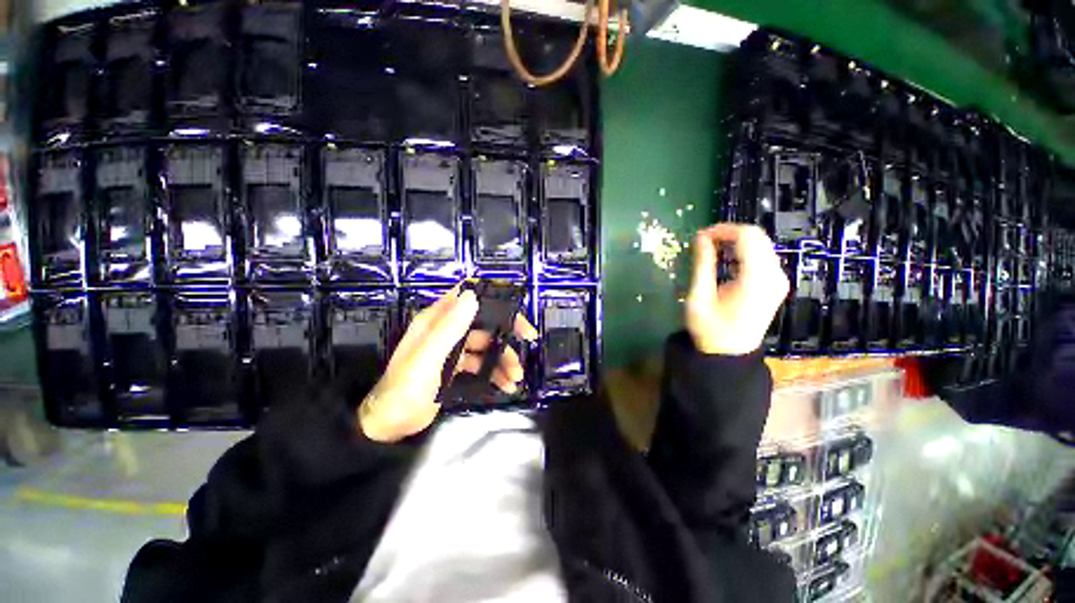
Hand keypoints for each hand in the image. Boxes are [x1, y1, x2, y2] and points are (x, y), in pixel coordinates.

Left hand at [358, 286, 538, 442]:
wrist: (389, 427)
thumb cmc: (405, 390)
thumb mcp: (427, 358)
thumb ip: (449, 328)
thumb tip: (473, 295)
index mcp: (437, 320)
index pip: (468, 295)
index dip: (492, 295)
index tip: (513, 307)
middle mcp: (446, 330)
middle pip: (484, 321)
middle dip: (507, 331)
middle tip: (528, 338)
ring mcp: (452, 349)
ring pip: (486, 345)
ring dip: (503, 358)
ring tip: (516, 377)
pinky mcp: (456, 367)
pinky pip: (482, 364)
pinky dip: (495, 372)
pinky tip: (505, 385)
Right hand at [686, 223, 789, 355]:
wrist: (730, 354)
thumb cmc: (709, 329)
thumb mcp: (699, 297)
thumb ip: (703, 265)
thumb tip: (701, 237)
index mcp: (756, 279)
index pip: (747, 236)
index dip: (723, 230)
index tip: (700, 236)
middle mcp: (774, 276)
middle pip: (757, 236)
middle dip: (728, 233)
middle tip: (703, 242)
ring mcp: (778, 280)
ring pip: (761, 243)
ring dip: (735, 241)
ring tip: (710, 250)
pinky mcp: (776, 284)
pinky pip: (762, 256)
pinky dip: (743, 251)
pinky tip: (726, 260)